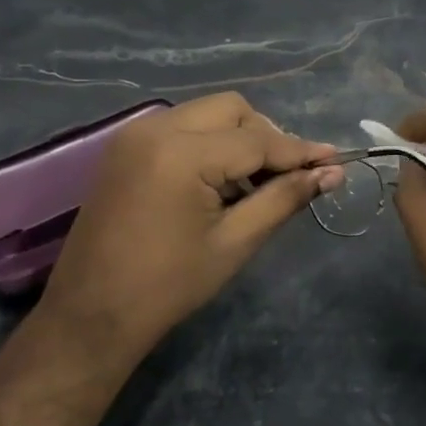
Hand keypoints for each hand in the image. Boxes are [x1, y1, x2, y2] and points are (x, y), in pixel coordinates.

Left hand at [41, 93, 343, 359]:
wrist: (89, 316)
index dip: (300, 152)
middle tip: (288, 178)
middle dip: (267, 137)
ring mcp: (136, 134)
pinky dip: (210, 143)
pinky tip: (220, 181)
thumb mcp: (235, 242)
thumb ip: (284, 198)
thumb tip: (332, 174)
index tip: (336, 161)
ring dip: (239, 138)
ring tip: (255, 184)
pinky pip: (183, 126)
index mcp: (182, 153)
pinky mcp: (126, 146)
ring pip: (208, 113)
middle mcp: (156, 128)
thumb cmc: (167, 287)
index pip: (258, 139)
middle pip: (232, 109)